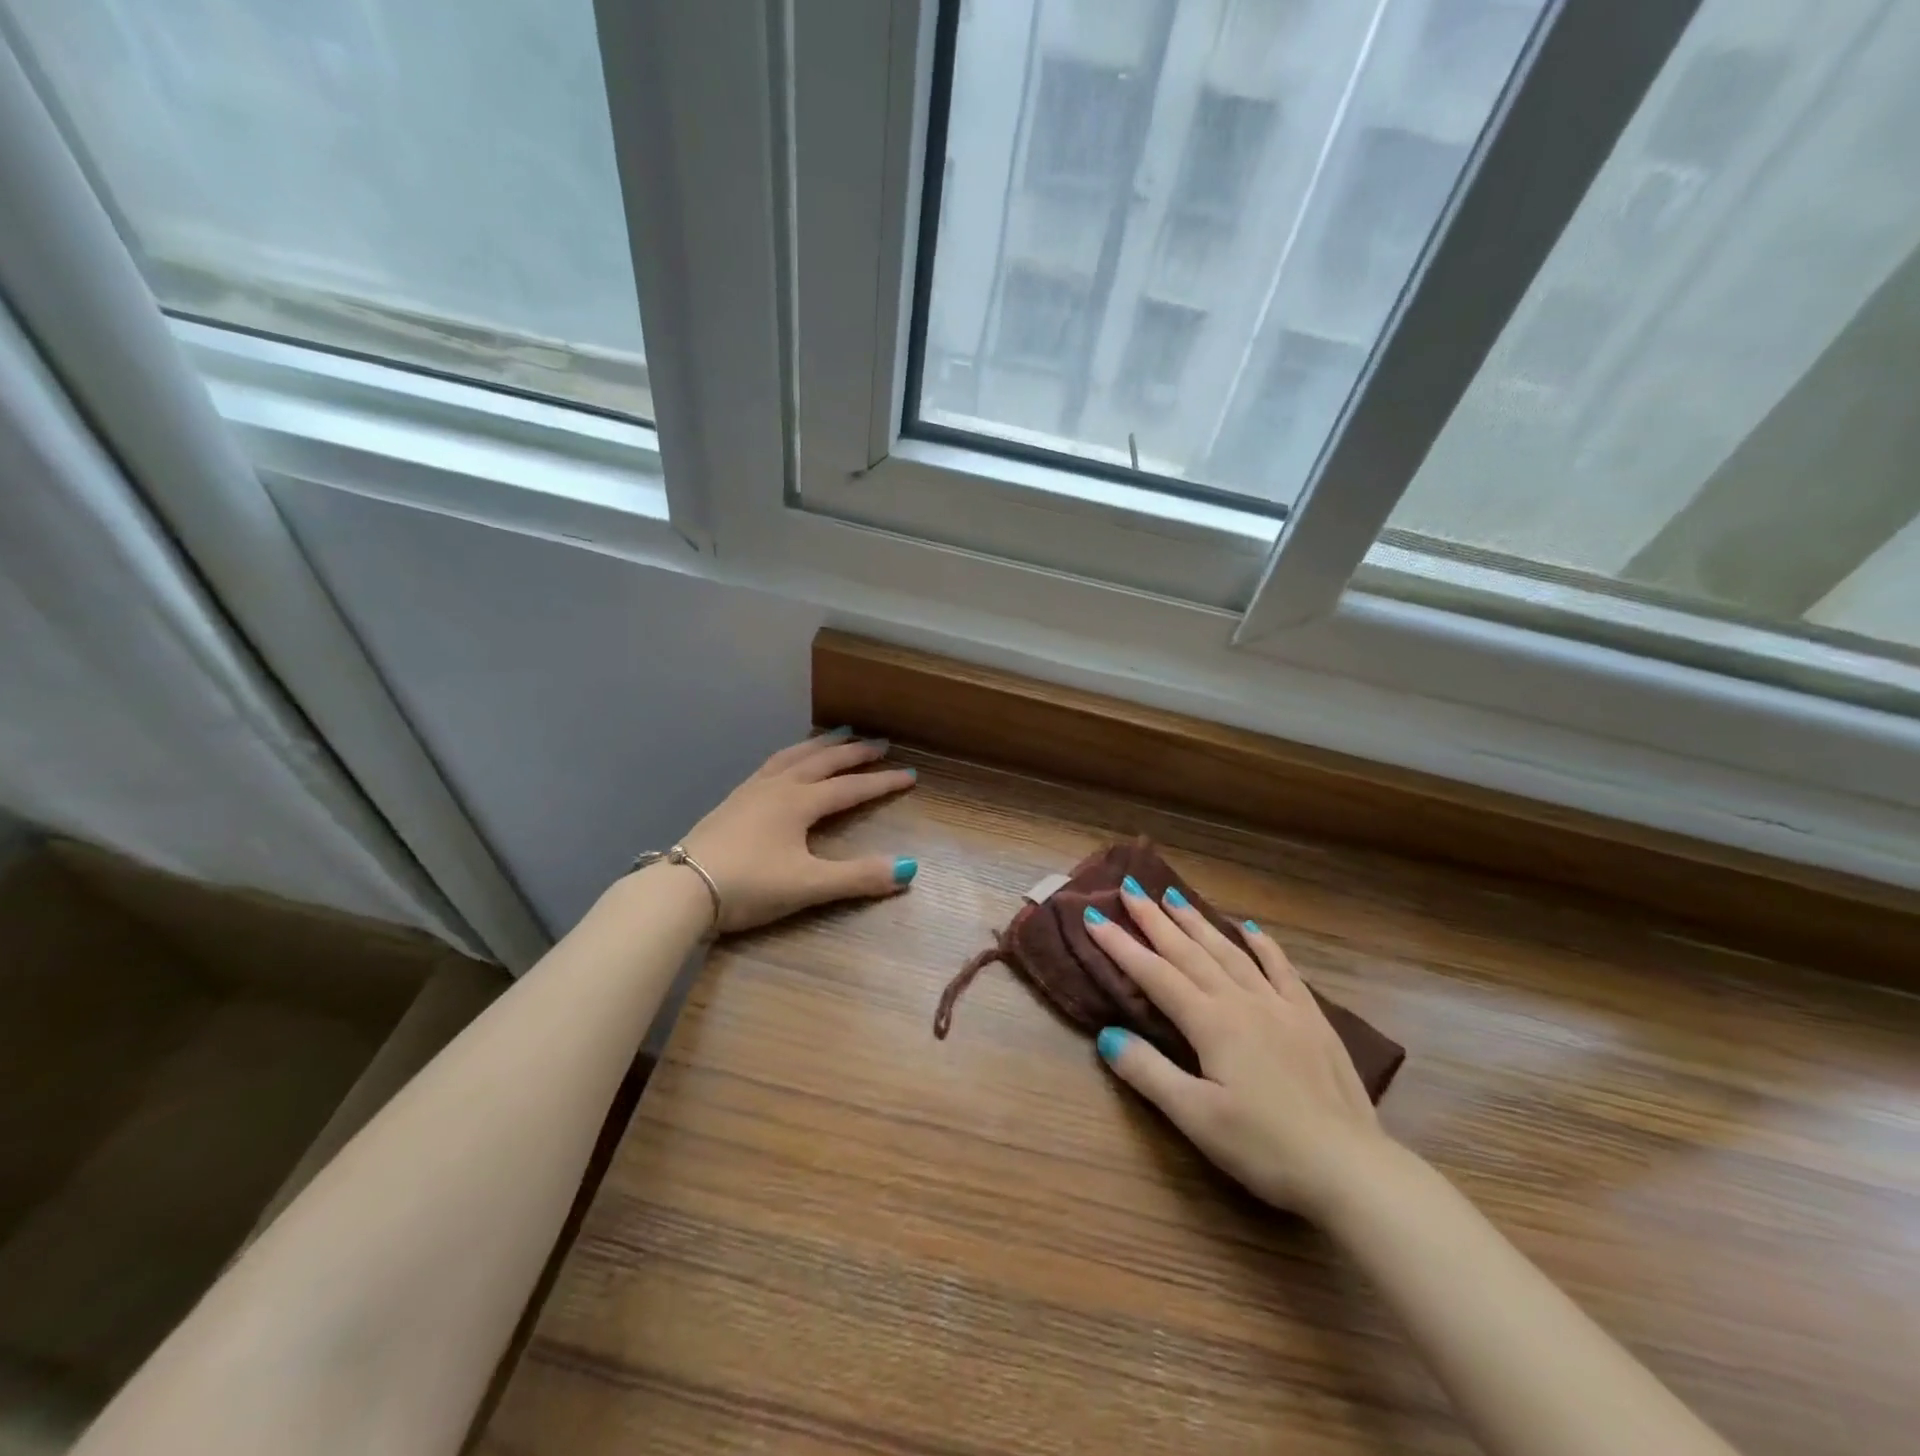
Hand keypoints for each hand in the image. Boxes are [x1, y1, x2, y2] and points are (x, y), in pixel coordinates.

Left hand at [676, 730, 917, 932]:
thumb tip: (910, 868)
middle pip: (823, 761)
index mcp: (800, 802)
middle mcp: (778, 787)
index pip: (851, 788)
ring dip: (820, 745)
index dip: (882, 782)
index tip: (910, 775)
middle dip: (855, 752)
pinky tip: (787, 764)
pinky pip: (771, 764)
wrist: (682, 888)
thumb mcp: (809, 885)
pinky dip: (791, 755)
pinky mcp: (732, 800)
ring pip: (793, 756)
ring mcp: (751, 791)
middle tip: (880, 742)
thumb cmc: (749, 885)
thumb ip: (859, 877)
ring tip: (838, 735)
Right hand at [1085, 883, 1393, 1220]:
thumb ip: (1149, 1072)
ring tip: (1175, 896)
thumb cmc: (1265, 1147)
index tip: (1094, 916)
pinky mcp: (1311, 1019)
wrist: (1351, 1169)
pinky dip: (1263, 945)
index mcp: (1211, 1022)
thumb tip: (1107, 1034)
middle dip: (1155, 919)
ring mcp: (1281, 1006)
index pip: (1155, 975)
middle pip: (1190, 952)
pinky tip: (1250, 929)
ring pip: (1230, 952)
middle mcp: (1242, 1001)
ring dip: (1199, 922)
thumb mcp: (1196, 1117)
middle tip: (1131, 888)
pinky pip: (1282, 969)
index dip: (1121, 946)